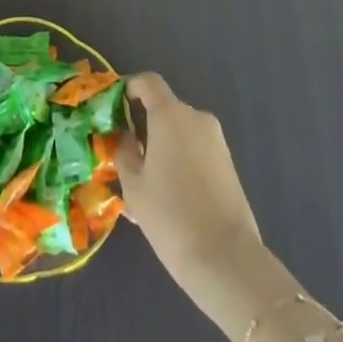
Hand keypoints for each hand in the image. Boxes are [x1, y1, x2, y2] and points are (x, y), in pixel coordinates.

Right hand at [117, 73, 277, 335]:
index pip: (148, 82)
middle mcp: (197, 118)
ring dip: (162, 146)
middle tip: (126, 157)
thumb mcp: (133, 185)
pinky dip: (180, 160)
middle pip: (165, 109)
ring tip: (146, 185)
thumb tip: (125, 136)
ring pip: (180, 133)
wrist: (226, 259)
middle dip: (144, 126)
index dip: (129, 88)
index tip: (114, 109)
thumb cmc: (170, 216)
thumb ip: (124, 151)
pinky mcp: (228, 164)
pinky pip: (196, 150)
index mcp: (171, 116)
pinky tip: (169, 196)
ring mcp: (217, 141)